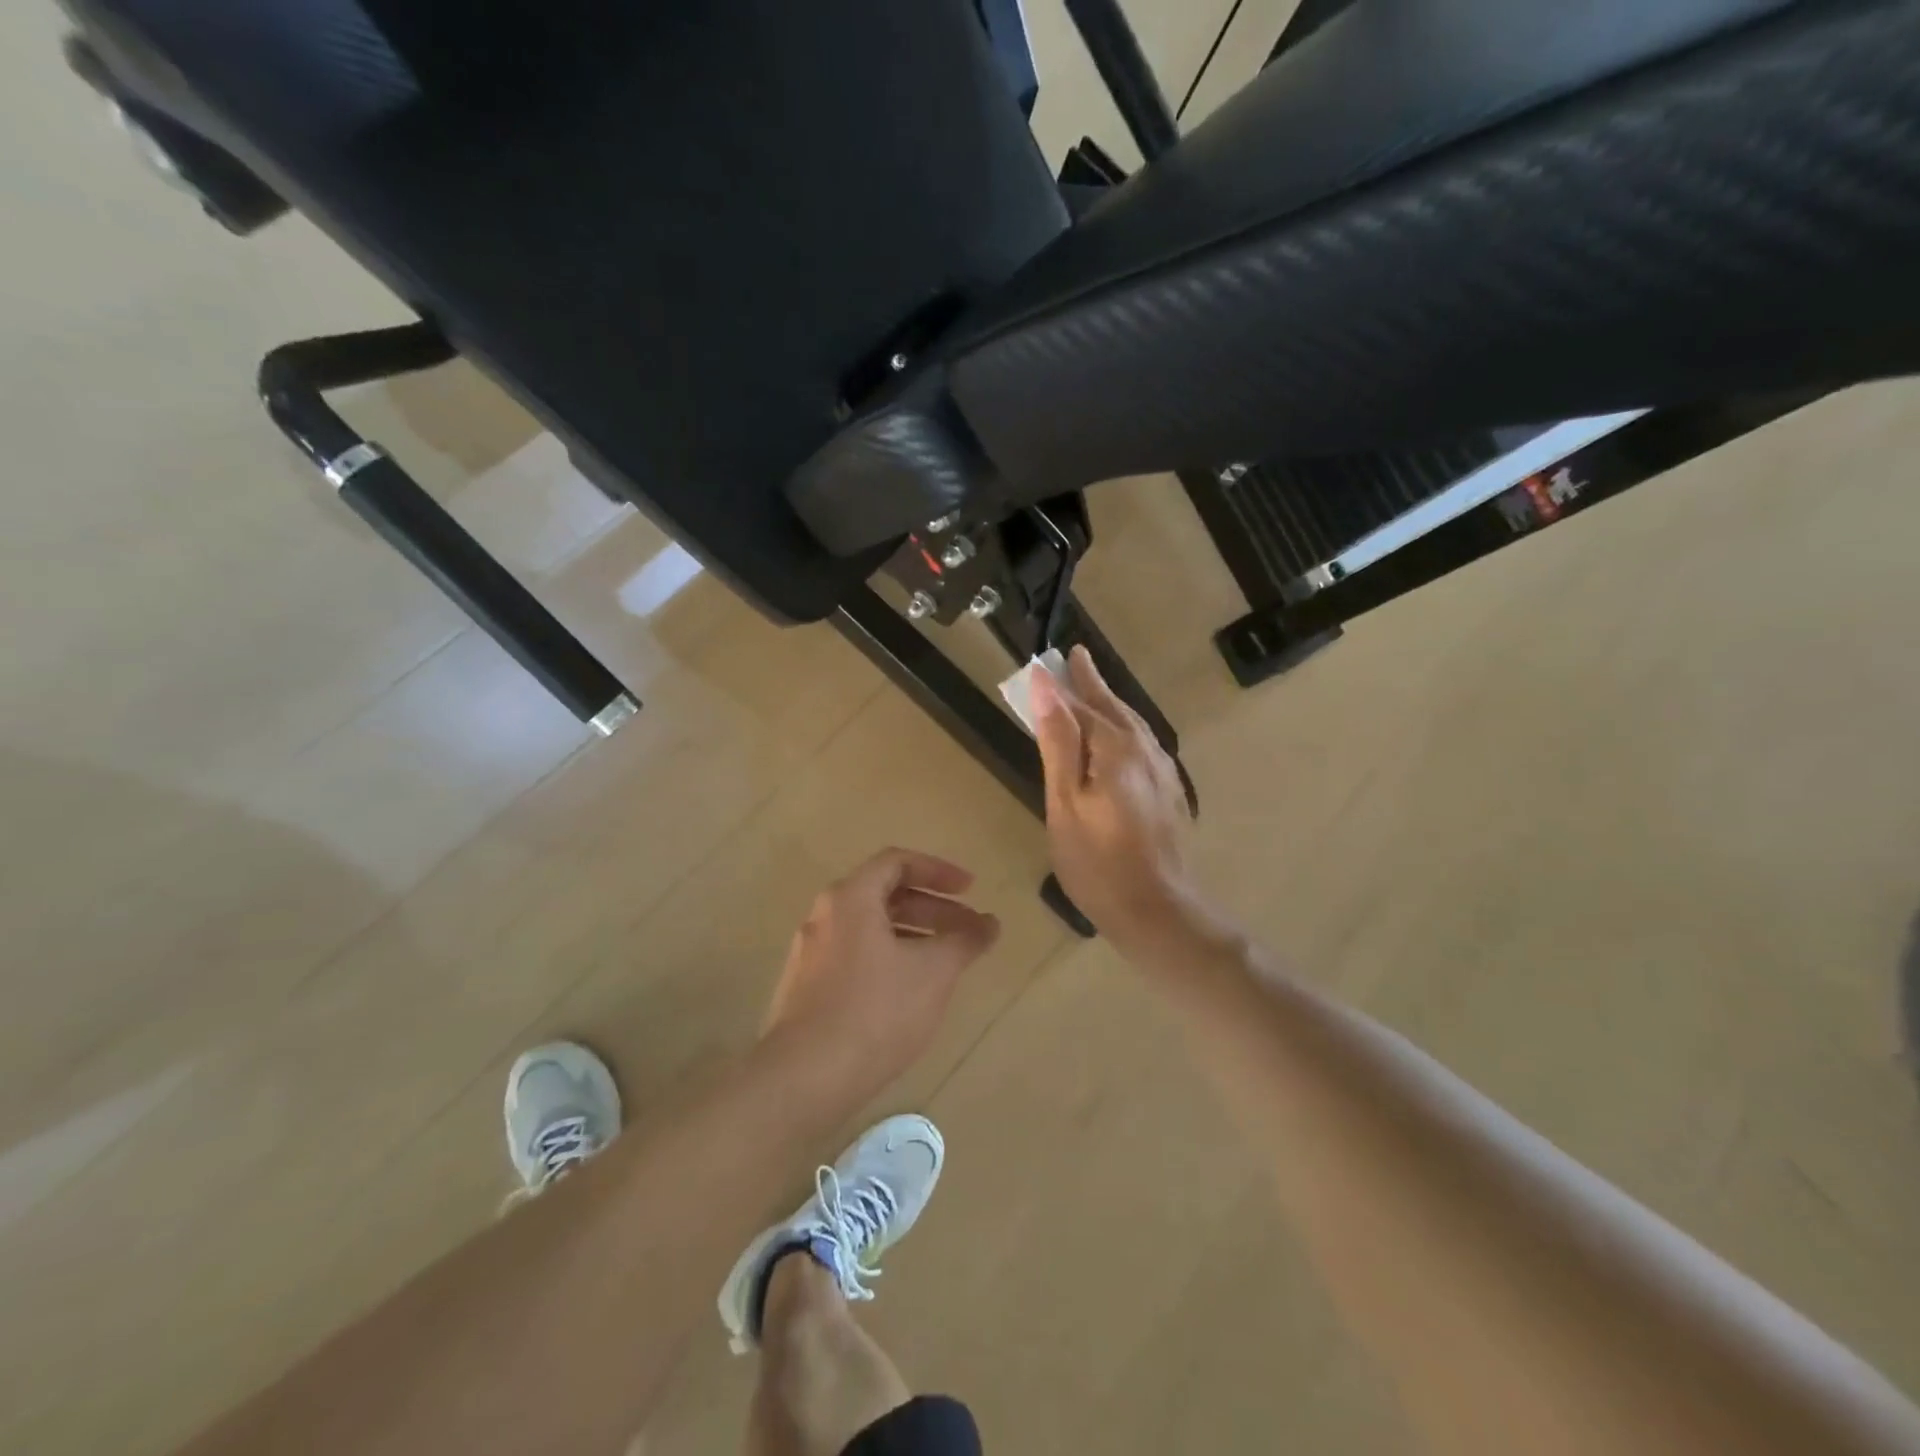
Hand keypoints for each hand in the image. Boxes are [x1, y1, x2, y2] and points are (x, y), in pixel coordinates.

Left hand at [762, 848, 1000, 1103]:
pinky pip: (855, 955)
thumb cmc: (875, 1012)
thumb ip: (965, 941)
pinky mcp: (806, 987)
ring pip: (870, 928)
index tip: (971, 890)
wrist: (804, 1078)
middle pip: (885, 895)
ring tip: (947, 962)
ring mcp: (810, 952)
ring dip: (913, 935)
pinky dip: (889, 957)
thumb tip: (990, 923)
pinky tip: (910, 991)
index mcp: (850, 898)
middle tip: (969, 930)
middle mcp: (824, 915)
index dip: (939, 871)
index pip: (897, 862)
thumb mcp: (933, 972)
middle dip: (933, 909)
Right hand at [1030, 646, 1198, 955]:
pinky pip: (1144, 744)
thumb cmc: (1098, 861)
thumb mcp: (1065, 801)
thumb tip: (1046, 686)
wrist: (1158, 911)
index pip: (1082, 704)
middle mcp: (1145, 750)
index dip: (1062, 685)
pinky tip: (1121, 736)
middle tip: (1075, 658)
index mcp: (1116, 748)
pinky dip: (1126, 728)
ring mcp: (1163, 772)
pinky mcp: (1169, 792)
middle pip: (1113, 707)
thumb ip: (1058, 741)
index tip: (1047, 661)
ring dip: (1110, 702)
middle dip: (1091, 683)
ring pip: (1133, 724)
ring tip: (1093, 688)